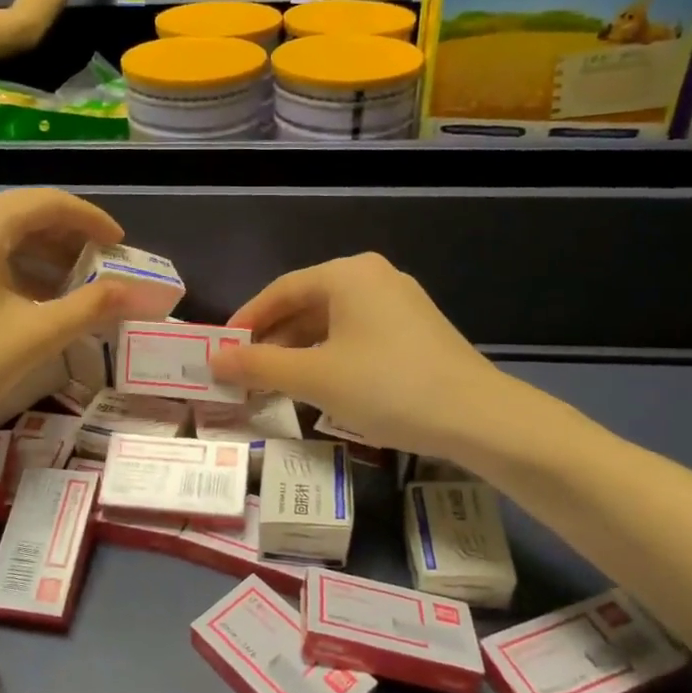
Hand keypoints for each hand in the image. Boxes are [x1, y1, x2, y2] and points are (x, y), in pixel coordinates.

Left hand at [0, 189, 133, 440]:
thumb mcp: (34, 335)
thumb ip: (94, 307)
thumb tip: (145, 294)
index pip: (50, 202)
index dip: (93, 221)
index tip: (122, 248)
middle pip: (26, 215)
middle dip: (71, 241)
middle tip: (106, 273)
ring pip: (5, 235)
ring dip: (46, 258)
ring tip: (79, 291)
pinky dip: (18, 269)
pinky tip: (38, 301)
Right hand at [210, 254, 529, 462]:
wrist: (478, 417)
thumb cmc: (386, 387)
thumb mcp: (314, 378)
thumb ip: (259, 365)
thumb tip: (213, 360)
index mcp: (347, 274)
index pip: (280, 290)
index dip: (247, 320)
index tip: (222, 350)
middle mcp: (373, 277)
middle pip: (306, 303)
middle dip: (273, 339)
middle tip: (245, 373)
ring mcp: (399, 301)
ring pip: (332, 321)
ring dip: (300, 351)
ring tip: (275, 383)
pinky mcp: (415, 329)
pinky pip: (357, 334)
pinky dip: (330, 355)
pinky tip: (320, 385)